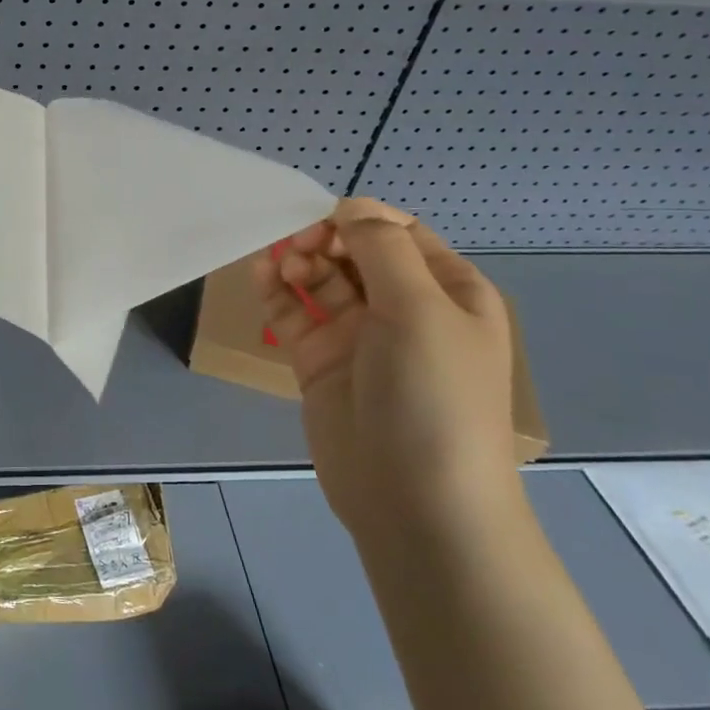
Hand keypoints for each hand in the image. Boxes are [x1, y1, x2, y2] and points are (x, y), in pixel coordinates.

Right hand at [253, 197, 519, 543]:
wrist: (416, 503)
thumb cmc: (433, 396)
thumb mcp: (421, 310)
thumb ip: (381, 248)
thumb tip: (351, 206)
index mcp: (448, 292)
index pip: (399, 233)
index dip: (359, 220)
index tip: (323, 225)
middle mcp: (405, 309)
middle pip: (356, 253)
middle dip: (325, 240)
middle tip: (297, 248)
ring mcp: (360, 337)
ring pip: (321, 280)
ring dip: (298, 262)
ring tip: (279, 266)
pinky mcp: (321, 362)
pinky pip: (295, 314)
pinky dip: (277, 292)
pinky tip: (260, 275)